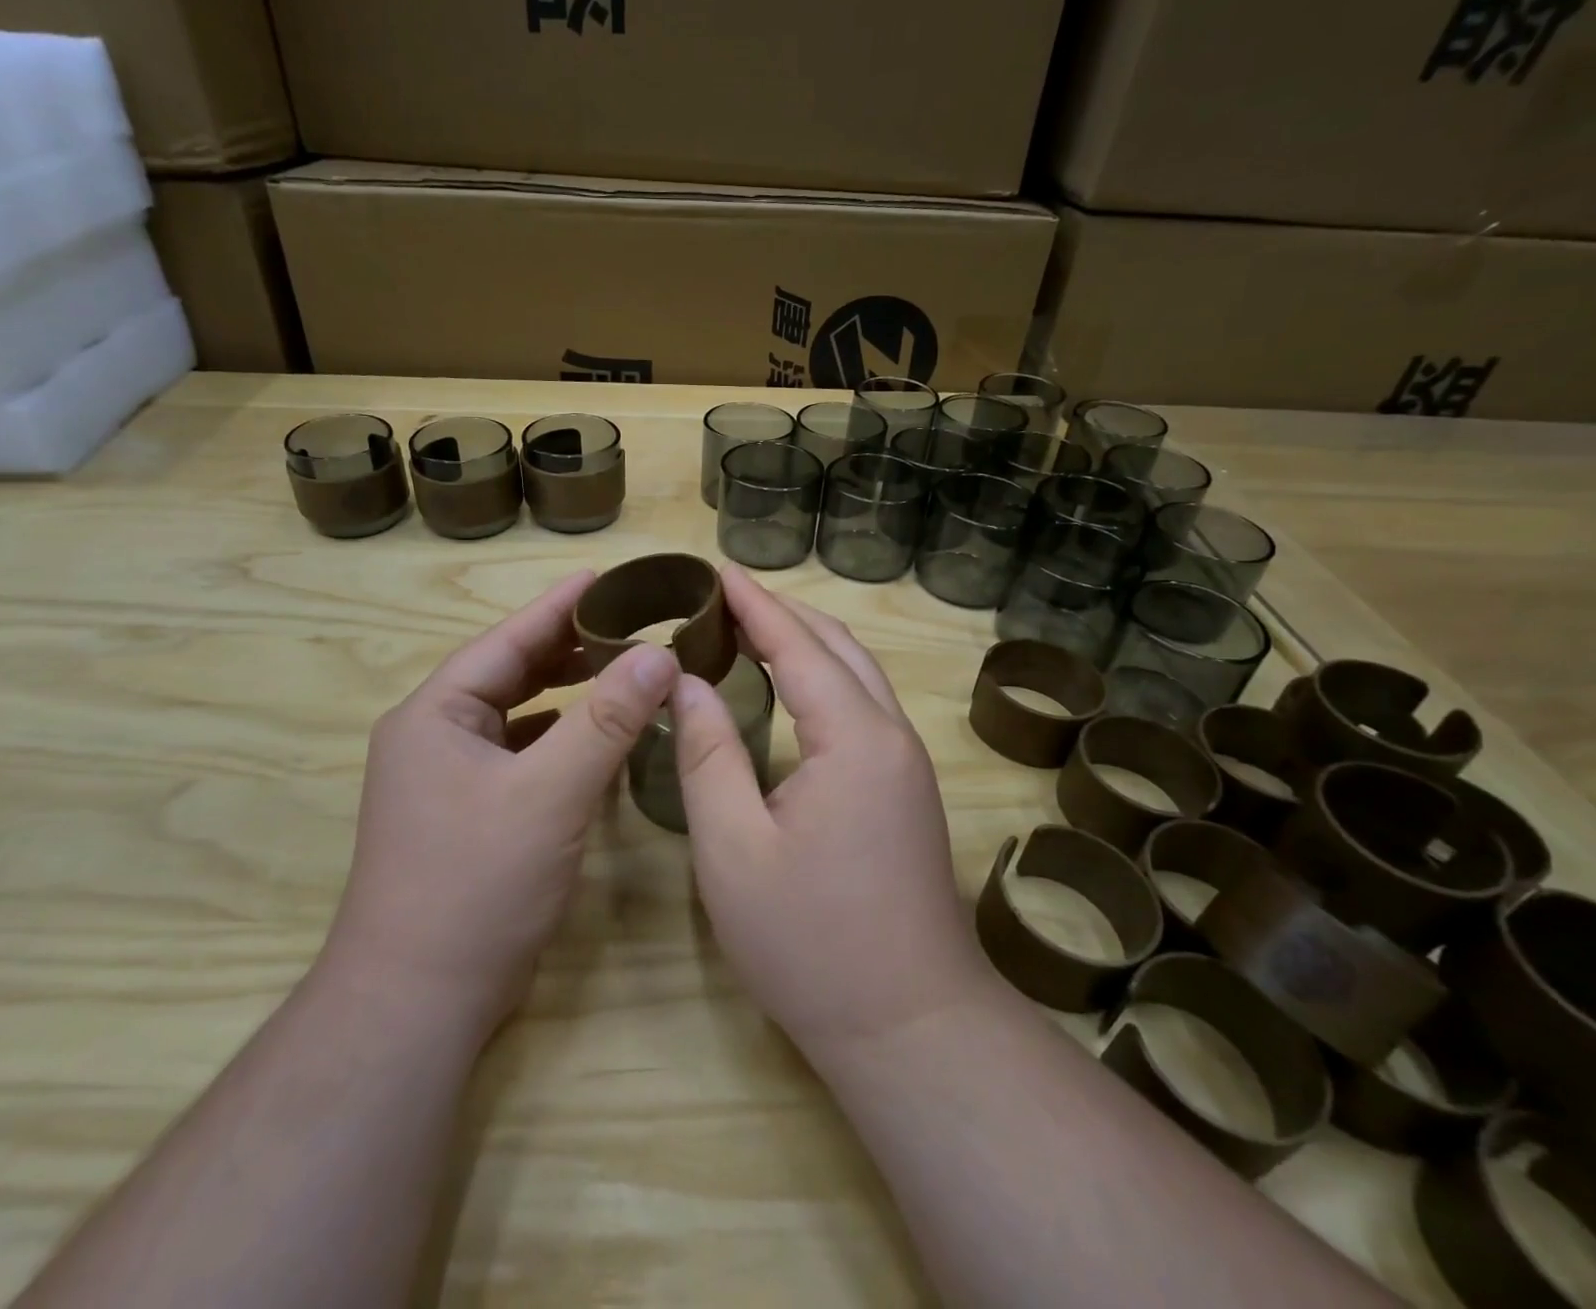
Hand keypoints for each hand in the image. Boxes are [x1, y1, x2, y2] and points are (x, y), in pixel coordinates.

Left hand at [324, 572, 679, 1035]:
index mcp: (435, 715)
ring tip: (617, 668)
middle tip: (626, 623)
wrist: (417, 1002)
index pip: (505, 641)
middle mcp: (434, 737)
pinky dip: (555, 735)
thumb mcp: (551, 793)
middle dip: (565, 647)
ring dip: (563, 691)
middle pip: (508, 673)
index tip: (604, 578)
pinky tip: (590, 735)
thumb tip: (660, 655)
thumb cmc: (476, 884)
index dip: (557, 607)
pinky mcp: (466, 813)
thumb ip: (607, 720)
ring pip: (515, 715)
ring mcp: (446, 778)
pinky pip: (518, 752)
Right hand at [671, 566, 986, 1061]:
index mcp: (852, 738)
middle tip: (724, 596)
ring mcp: (906, 763)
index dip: (754, 604)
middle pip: (836, 646)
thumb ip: (708, 754)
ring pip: (857, 673)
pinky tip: (791, 686)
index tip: (715, 571)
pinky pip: (863, 704)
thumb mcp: (734, 848)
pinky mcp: (905, 789)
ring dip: (806, 640)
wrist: (908, 1024)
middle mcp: (890, 735)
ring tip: (750, 627)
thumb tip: (688, 683)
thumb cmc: (809, 942)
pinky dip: (824, 675)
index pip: (798, 645)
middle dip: (781, 612)